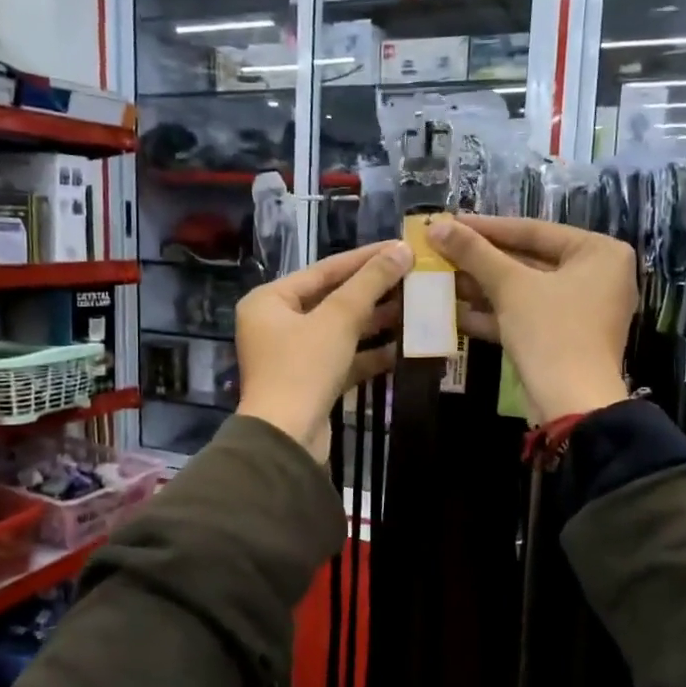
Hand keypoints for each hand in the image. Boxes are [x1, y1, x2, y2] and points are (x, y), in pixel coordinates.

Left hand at [235, 240, 412, 457]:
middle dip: (374, 292)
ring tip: (415, 309)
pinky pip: (343, 359)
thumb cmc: (304, 367)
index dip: (365, 258)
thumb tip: (402, 249)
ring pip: (340, 330)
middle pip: (332, 299)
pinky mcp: (311, 383)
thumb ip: (370, 282)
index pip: (324, 270)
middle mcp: (276, 324)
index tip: (400, 247)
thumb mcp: (339, 318)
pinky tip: (403, 348)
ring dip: (376, 322)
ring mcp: (293, 356)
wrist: (287, 438)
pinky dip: (369, 353)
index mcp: (270, 301)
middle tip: (414, 279)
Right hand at [427, 215, 633, 423]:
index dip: (486, 227)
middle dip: (482, 261)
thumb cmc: (551, 331)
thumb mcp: (510, 286)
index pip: (534, 230)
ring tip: (440, 278)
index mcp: (599, 252)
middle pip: (528, 260)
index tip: (449, 222)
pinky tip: (454, 312)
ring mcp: (582, 310)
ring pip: (524, 290)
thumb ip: (474, 253)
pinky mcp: (564, 338)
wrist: (571, 403)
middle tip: (441, 250)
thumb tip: (436, 227)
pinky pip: (527, 315)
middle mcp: (597, 276)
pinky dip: (495, 314)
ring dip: (482, 287)